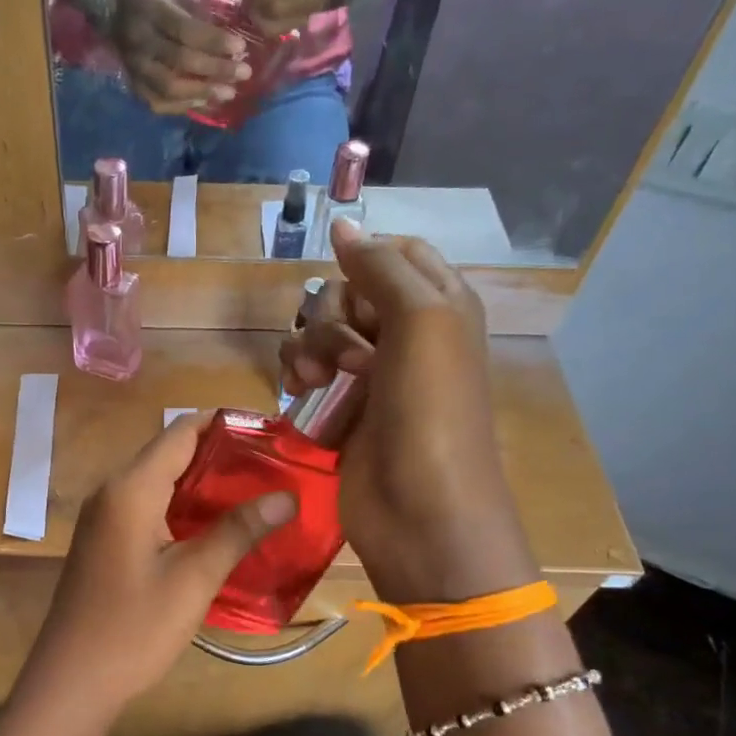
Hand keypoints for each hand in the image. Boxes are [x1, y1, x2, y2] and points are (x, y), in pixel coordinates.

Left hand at [11, 415, 296, 735]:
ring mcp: (104, 516)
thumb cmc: (133, 628)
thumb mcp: (193, 579)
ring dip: (201, 482)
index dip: (224, 424)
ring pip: (158, 480)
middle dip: (219, 453)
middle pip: (169, 452)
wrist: (72, 681)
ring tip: (254, 490)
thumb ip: (237, 531)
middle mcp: (112, 491)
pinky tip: (214, 524)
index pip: (180, 432)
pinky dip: (181, 505)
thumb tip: (286, 496)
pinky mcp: (104, 540)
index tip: (269, 431)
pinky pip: (147, 505)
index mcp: (130, 489)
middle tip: (272, 465)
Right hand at [104, 0, 250, 113]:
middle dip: (216, 69)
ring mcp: (136, 68)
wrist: (112, 14)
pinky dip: (184, 106)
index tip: (241, 47)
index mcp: (153, 12)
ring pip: (170, 87)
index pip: (186, 30)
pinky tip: (205, 103)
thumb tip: (230, 42)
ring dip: (202, 92)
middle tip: (244, 74)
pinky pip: (160, 103)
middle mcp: (142, 43)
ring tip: (229, 93)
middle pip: (181, 61)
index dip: (214, 41)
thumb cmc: (153, 3)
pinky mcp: (134, 87)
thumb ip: (199, 16)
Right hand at [279, 222, 538, 603]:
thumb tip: (343, 224)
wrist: (420, 511)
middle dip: (332, 316)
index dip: (365, 262)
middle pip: (348, 291)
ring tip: (314, 382)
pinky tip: (296, 393)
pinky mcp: (340, 407)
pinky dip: (295, 374)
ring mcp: (370, 374)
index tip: (349, 284)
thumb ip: (382, 267)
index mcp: (440, 305)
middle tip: (348, 356)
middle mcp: (406, 334)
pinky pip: (304, 369)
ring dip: (308, 348)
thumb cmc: (431, 411)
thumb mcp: (422, 321)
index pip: (395, 254)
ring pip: (318, 330)